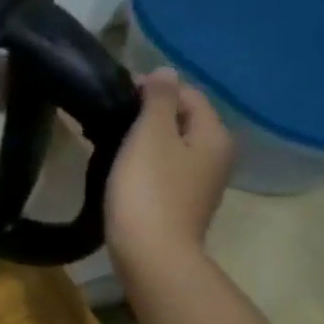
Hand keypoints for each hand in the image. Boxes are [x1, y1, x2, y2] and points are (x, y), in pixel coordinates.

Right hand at [106, 69, 233, 274]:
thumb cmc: (148, 188)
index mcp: (214, 134)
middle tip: (108, 115)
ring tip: (107, 138)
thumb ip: (158, 99)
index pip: (187, 93)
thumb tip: (165, 71)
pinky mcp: (181, 201)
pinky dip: (143, 159)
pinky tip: (119, 166)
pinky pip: (164, 167)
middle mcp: (216, 155)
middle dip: (147, 112)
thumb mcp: (150, 135)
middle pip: (181, 119)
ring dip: (143, 136)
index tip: (115, 94)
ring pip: (172, 144)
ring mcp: (200, 182)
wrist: (151, 253)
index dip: (152, 87)